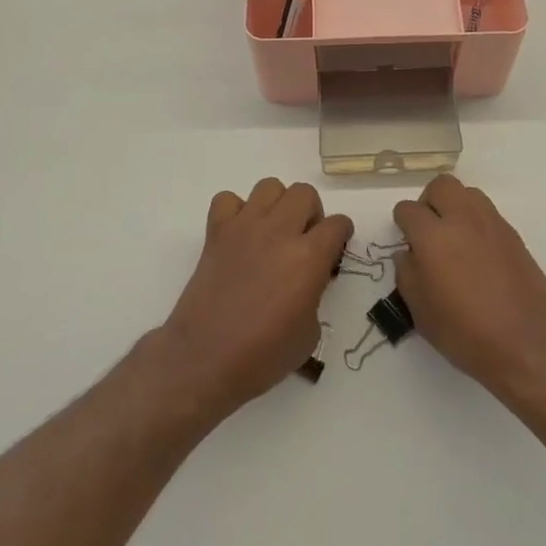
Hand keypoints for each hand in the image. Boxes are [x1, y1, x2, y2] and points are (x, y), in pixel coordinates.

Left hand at [158, 178, 351, 420]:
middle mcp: (279, 232)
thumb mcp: (309, 333)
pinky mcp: (216, 232)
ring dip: (277, 205)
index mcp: (308, 258)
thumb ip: (314, 294)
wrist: (204, 359)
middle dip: (311, 213)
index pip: (337, 224)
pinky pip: (227, 199)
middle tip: (304, 239)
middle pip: (305, 193)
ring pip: (269, 186)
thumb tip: (306, 281)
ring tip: (272, 232)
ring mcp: (245, 227)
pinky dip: (235, 210)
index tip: (335, 248)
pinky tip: (239, 235)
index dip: (341, 235)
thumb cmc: (262, 356)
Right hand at [392, 175, 545, 404]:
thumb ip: (407, 275)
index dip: (403, 224)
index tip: (407, 243)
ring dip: (456, 206)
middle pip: (441, 186)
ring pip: (467, 193)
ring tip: (455, 240)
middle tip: (429, 232)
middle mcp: (462, 219)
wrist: (529, 345)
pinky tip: (479, 255)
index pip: (408, 209)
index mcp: (433, 236)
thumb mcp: (421, 314)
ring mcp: (492, 224)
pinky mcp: (514, 235)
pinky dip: (477, 223)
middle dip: (429, 202)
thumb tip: (407, 254)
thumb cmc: (467, 334)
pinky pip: (488, 213)